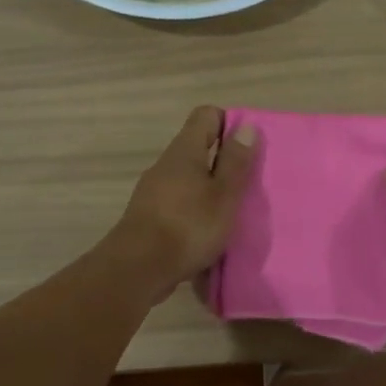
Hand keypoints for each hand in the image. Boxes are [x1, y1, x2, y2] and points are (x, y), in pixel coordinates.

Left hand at [106, 106, 258, 305]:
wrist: (137, 269)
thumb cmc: (188, 227)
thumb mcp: (223, 195)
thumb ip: (236, 162)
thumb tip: (246, 126)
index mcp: (184, 151)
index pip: (206, 116)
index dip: (229, 124)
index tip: (248, 149)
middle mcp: (166, 165)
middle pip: (198, 149)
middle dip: (223, 163)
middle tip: (246, 186)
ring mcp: (153, 191)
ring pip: (188, 179)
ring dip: (209, 191)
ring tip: (230, 214)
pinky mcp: (148, 217)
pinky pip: (178, 204)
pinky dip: (195, 212)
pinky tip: (207, 235)